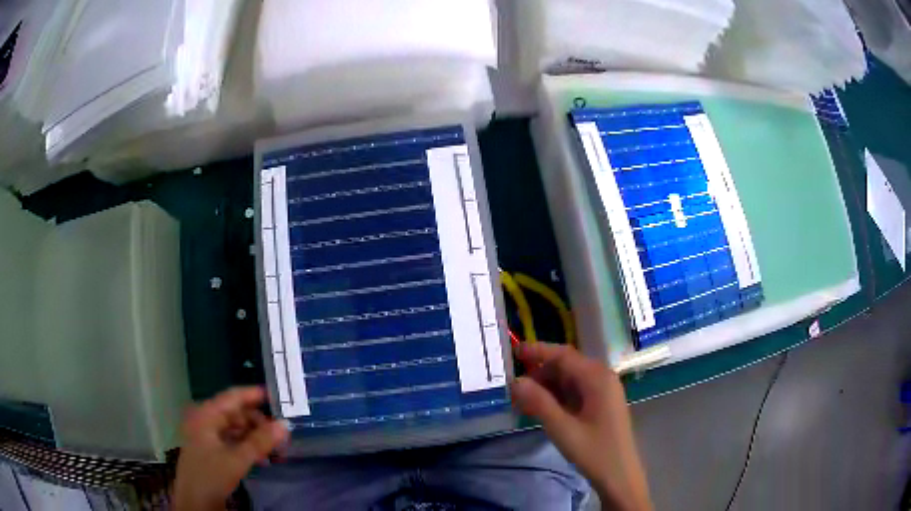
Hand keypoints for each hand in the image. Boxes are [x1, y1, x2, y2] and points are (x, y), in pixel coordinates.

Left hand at [173, 387, 288, 510]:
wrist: (195, 502)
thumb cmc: (211, 475)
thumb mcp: (237, 459)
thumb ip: (260, 442)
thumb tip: (284, 425)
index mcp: (206, 415)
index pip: (232, 397)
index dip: (253, 395)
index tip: (276, 397)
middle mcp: (205, 421)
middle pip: (235, 413)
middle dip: (258, 422)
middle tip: (280, 434)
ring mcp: (207, 436)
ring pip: (235, 429)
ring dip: (255, 437)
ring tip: (275, 448)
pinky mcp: (211, 451)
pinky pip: (232, 441)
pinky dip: (247, 446)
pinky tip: (262, 458)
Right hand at [511, 343, 651, 510]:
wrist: (619, 476)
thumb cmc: (594, 452)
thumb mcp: (562, 428)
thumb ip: (539, 402)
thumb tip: (515, 381)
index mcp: (598, 378)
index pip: (564, 355)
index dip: (538, 351)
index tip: (514, 351)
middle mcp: (603, 378)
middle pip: (567, 366)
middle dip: (540, 373)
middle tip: (514, 387)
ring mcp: (604, 391)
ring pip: (570, 379)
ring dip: (547, 386)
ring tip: (523, 400)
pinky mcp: (601, 404)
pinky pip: (576, 391)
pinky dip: (557, 396)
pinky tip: (541, 408)